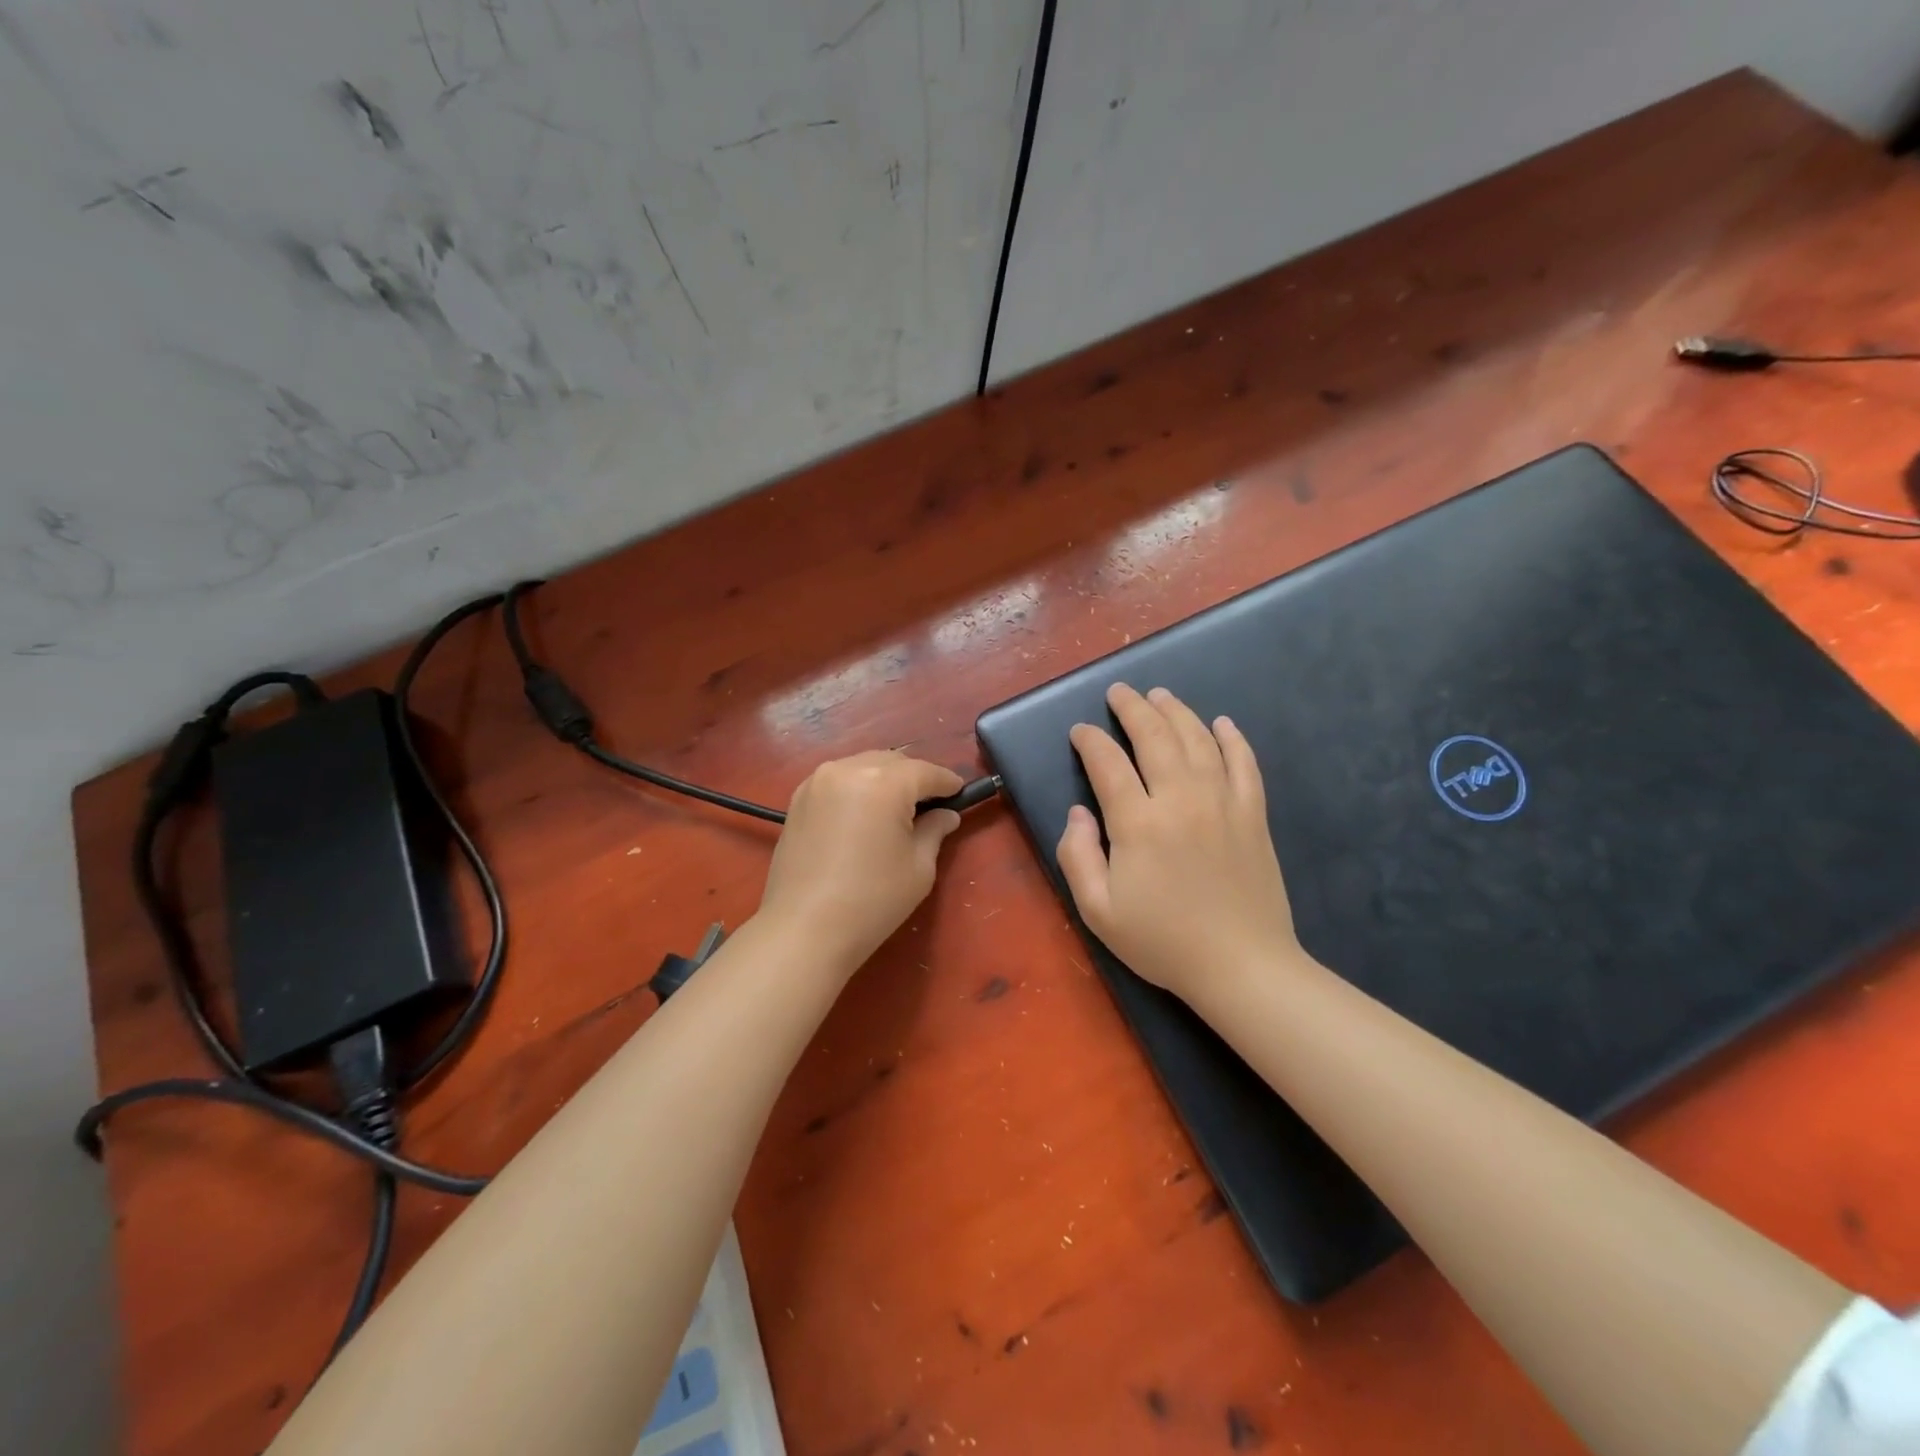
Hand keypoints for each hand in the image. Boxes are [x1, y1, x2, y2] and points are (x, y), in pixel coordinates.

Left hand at [758, 751, 964, 971]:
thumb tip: (946, 815)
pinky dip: (858, 787)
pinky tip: (864, 814)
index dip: (947, 782)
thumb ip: (934, 831)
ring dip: (885, 780)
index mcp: (883, 783)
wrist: (804, 929)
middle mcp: (848, 769)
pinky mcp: (799, 798)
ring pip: (863, 766)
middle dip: (915, 778)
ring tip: (896, 809)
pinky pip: (839, 779)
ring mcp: (818, 781)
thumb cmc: (872, 900)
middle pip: (893, 762)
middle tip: (930, 805)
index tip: (960, 793)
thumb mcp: (918, 867)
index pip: (925, 772)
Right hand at [1057, 684, 1301, 1003]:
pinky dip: (1232, 738)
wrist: (1242, 966)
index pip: (1108, 762)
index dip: (1090, 740)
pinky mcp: (1253, 814)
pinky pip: (1244, 762)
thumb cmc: (1163, 941)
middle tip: (1119, 692)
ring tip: (1160, 695)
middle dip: (1132, 707)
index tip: (1080, 731)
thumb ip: (1077, 855)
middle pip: (1154, 736)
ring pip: (1198, 739)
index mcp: (1138, 822)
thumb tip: (1077, 812)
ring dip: (1176, 711)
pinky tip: (1221, 722)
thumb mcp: (1098, 910)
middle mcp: (1180, 798)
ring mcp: (1223, 802)